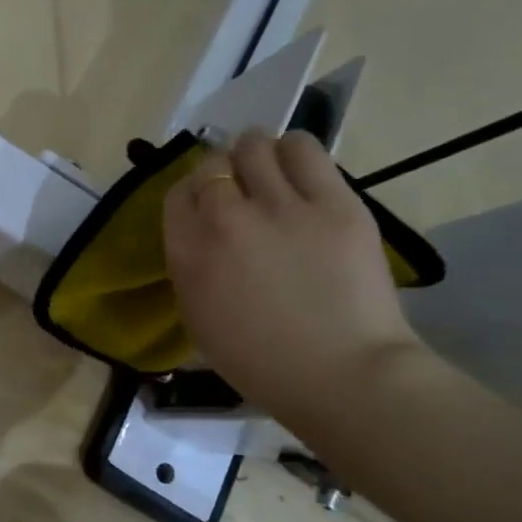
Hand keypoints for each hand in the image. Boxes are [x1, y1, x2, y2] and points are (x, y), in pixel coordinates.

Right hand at [163, 130, 421, 427]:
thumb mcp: (199, 318)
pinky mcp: (333, 201)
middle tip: (244, 193)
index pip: (178, 193)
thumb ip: (192, 266)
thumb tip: (203, 229)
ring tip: (274, 175)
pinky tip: (302, 172)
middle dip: (224, 174)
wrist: (343, 377)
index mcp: (189, 253)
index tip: (210, 206)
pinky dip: (295, 153)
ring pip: (255, 145)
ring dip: (257, 155)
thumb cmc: (263, 363)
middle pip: (213, 165)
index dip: (194, 194)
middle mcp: (225, 219)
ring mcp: (280, 206)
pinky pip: (303, 149)